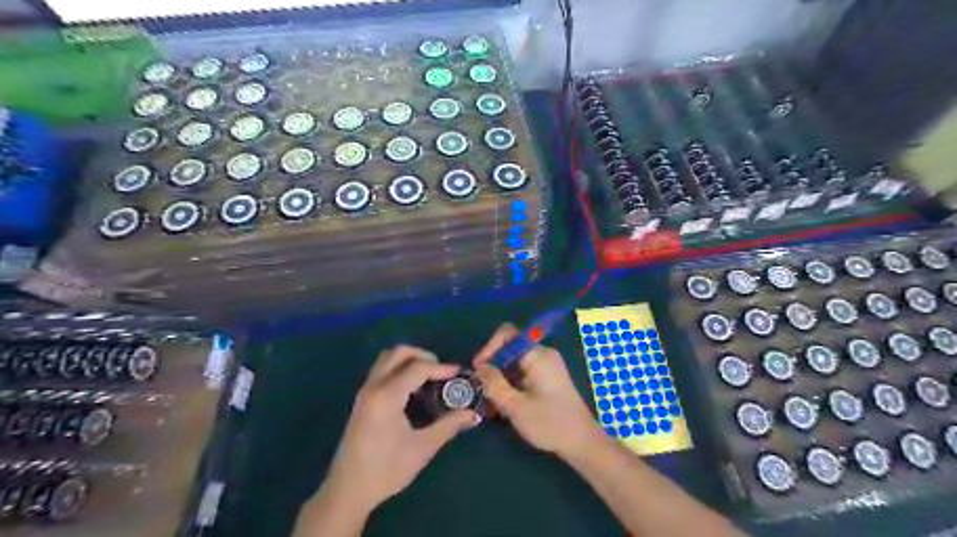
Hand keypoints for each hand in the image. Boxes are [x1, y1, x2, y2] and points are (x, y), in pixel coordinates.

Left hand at [325, 343, 482, 511]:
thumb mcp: (422, 448)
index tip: (459, 374)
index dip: (441, 368)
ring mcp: (365, 392)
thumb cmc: (386, 469)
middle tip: (441, 370)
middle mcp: (373, 386)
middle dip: (422, 355)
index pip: (418, 368)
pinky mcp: (362, 400)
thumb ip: (448, 426)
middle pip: (398, 353)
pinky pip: (382, 371)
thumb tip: (472, 414)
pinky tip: (413, 389)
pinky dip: (399, 369)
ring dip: (409, 360)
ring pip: (387, 359)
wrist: (348, 491)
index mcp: (387, 396)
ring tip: (429, 377)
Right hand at [475, 322, 600, 456]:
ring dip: (500, 378)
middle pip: (509, 348)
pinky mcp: (547, 377)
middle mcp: (543, 354)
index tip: (479, 370)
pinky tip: (504, 405)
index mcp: (537, 355)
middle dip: (493, 367)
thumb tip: (479, 366)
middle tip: (482, 390)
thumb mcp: (516, 406)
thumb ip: (494, 383)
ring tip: (491, 402)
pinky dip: (511, 383)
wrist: (582, 442)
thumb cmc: (550, 424)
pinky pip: (522, 372)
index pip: (507, 334)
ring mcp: (546, 366)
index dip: (489, 348)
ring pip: (514, 362)